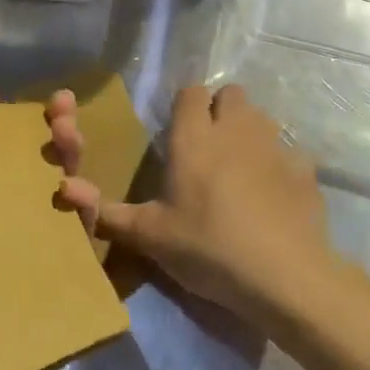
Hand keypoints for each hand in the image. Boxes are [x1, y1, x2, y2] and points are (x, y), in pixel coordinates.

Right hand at [54, 84, 332, 328]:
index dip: (185, 106)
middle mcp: (235, 128)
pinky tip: (274, 198)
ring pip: (261, 118)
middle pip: (231, 95)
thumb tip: (64, 190)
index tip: (179, 134)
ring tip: (240, 170)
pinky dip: (280, 167)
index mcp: (195, 136)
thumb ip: (107, 213)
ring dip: (250, 133)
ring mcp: (275, 146)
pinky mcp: (305, 170)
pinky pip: (290, 154)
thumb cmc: (207, 247)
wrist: (284, 277)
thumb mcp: (150, 237)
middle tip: (209, 148)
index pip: (191, 91)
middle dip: (220, 111)